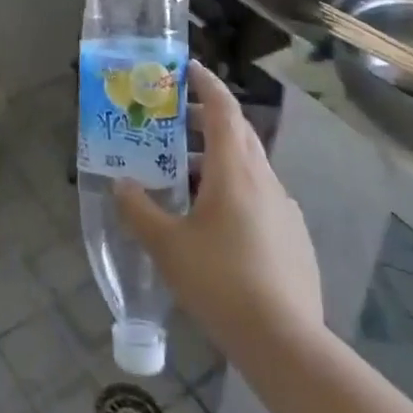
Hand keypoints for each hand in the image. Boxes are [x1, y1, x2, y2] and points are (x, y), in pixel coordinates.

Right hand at [113, 61, 326, 355]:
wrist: (286, 342)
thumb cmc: (221, 282)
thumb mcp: (167, 247)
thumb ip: (139, 210)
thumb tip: (119, 184)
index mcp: (234, 169)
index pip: (223, 108)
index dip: (206, 83)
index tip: (187, 69)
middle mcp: (263, 178)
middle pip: (237, 132)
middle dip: (206, 119)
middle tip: (174, 120)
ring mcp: (284, 207)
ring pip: (249, 165)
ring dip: (218, 156)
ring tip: (186, 173)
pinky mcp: (294, 236)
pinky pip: (260, 195)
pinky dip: (236, 188)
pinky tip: (217, 221)